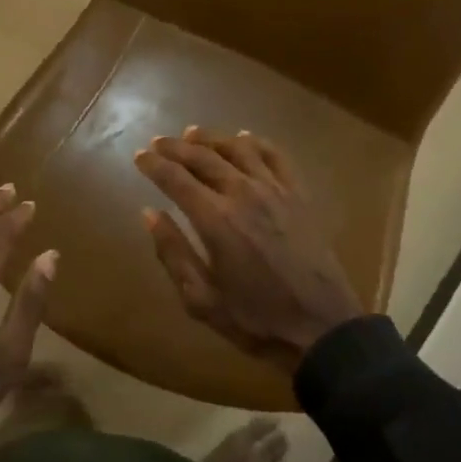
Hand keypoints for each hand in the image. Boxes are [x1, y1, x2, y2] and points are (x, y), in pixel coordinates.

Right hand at [134, 128, 363, 373]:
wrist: (322, 326)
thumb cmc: (256, 319)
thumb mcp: (202, 300)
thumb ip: (173, 253)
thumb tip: (150, 214)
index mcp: (215, 220)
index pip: (175, 178)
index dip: (153, 164)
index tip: (138, 156)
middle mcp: (243, 193)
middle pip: (203, 157)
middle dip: (176, 147)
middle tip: (158, 143)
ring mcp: (275, 189)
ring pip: (238, 148)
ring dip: (211, 139)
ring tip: (193, 135)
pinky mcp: (299, 193)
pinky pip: (275, 155)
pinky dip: (255, 142)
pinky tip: (244, 138)